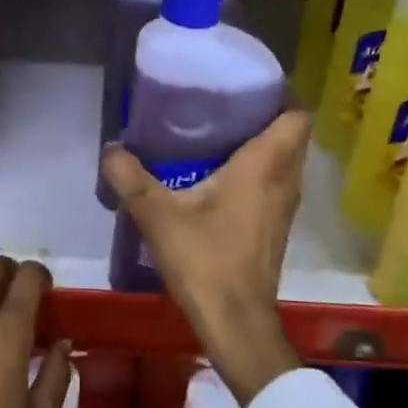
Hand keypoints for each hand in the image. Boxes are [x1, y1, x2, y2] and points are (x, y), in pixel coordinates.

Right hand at [101, 110, 308, 406]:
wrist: (236, 323)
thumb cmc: (205, 261)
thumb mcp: (157, 215)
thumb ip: (130, 178)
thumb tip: (111, 148)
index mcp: (265, 166)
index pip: (296, 116)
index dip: (279, 95)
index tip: (246, 84)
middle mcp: (284, 181)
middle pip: (291, 135)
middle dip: (264, 115)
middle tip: (223, 105)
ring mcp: (284, 207)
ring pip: (285, 161)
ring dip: (263, 145)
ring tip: (219, 134)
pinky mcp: (276, 228)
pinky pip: (275, 183)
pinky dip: (258, 171)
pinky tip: (219, 176)